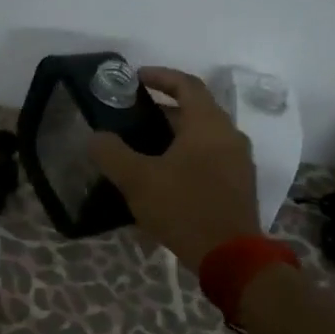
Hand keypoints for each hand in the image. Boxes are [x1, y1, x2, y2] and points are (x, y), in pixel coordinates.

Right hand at [86, 66, 261, 273]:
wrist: (231, 257)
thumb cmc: (184, 208)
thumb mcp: (138, 180)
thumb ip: (112, 154)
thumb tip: (96, 137)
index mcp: (208, 124)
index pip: (187, 85)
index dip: (161, 76)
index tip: (136, 78)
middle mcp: (229, 135)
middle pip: (196, 110)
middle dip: (164, 110)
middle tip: (133, 116)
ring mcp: (239, 161)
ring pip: (204, 136)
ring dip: (176, 135)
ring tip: (144, 147)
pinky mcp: (239, 185)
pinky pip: (211, 158)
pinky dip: (187, 156)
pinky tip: (165, 177)